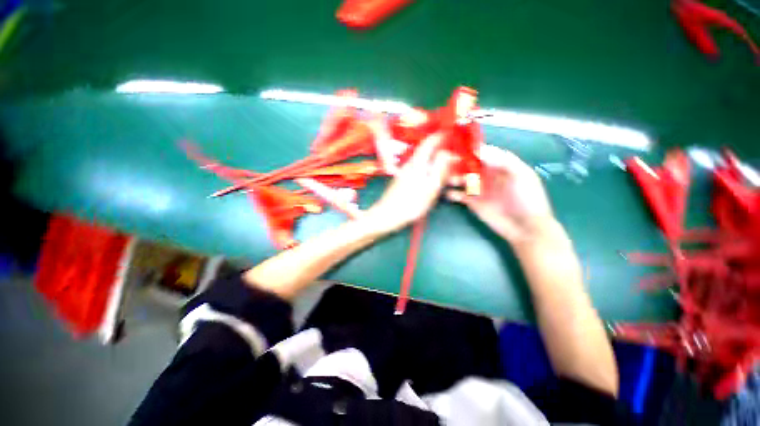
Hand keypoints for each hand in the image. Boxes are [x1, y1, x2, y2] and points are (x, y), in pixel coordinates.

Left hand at [366, 133, 452, 232]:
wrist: (387, 216)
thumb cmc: (411, 203)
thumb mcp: (430, 187)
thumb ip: (440, 168)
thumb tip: (448, 153)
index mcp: (417, 163)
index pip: (428, 143)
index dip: (439, 136)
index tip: (450, 133)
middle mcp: (410, 165)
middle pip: (427, 154)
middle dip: (442, 153)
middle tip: (455, 158)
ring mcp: (405, 174)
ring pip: (424, 164)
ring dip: (437, 166)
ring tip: (450, 173)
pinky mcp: (403, 182)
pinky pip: (420, 172)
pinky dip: (430, 173)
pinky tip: (434, 182)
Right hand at [447, 144, 554, 244]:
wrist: (525, 228)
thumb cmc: (527, 199)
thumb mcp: (521, 176)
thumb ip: (502, 161)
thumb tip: (479, 151)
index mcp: (501, 166)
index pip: (484, 153)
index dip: (472, 150)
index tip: (458, 147)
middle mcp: (488, 175)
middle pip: (469, 165)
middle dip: (458, 163)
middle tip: (447, 163)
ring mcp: (479, 189)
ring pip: (462, 179)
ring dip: (454, 177)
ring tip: (448, 179)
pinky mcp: (472, 202)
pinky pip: (459, 195)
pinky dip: (452, 193)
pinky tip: (448, 193)